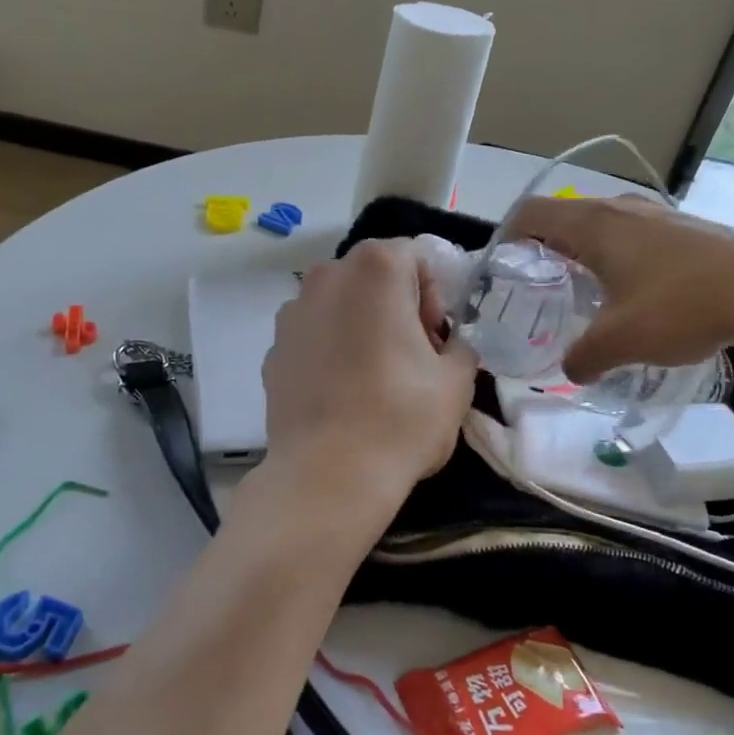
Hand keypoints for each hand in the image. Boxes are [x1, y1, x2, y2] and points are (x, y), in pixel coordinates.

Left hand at [261, 238, 478, 502]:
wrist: (327, 476)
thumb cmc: (401, 418)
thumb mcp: (457, 381)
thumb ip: (460, 347)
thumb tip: (447, 347)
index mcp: (375, 269)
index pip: (415, 258)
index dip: (433, 295)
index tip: (435, 340)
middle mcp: (326, 277)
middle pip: (374, 277)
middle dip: (398, 307)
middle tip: (413, 358)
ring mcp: (292, 314)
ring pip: (341, 305)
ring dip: (362, 326)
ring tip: (375, 379)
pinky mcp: (273, 351)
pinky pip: (314, 336)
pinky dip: (331, 351)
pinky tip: (343, 396)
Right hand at [504, 195, 733, 381]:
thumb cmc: (679, 307)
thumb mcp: (620, 341)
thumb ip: (583, 358)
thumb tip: (570, 370)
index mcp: (592, 225)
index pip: (530, 213)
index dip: (507, 236)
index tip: (503, 267)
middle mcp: (619, 208)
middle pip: (564, 216)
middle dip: (544, 247)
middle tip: (539, 284)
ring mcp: (656, 213)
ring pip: (602, 223)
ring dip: (584, 250)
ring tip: (585, 289)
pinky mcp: (684, 225)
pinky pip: (633, 232)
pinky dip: (618, 253)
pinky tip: (634, 289)